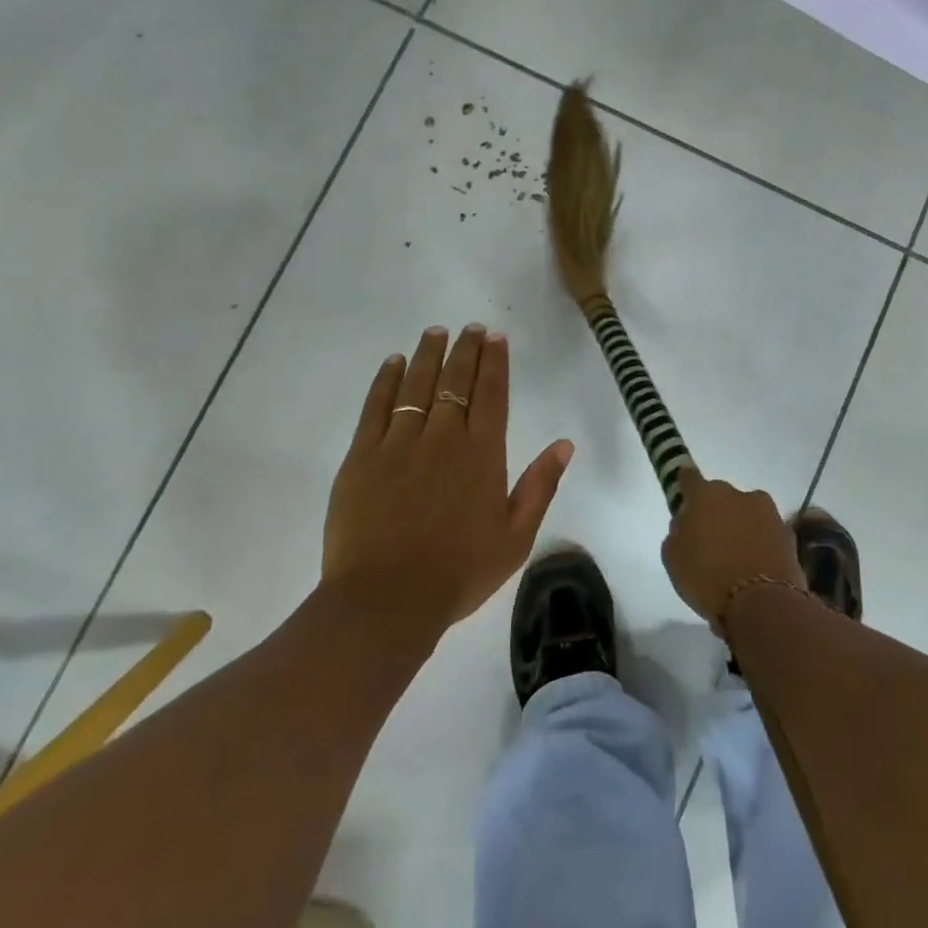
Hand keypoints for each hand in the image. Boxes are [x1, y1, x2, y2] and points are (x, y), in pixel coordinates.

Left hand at [322, 324, 572, 629]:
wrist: (387, 600)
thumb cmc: (459, 571)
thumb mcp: (516, 537)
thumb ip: (540, 486)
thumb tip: (564, 444)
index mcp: (482, 454)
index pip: (492, 394)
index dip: (495, 362)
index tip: (495, 337)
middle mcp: (444, 437)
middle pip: (456, 381)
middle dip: (465, 349)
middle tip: (470, 328)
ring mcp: (400, 443)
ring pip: (417, 385)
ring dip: (429, 355)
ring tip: (436, 332)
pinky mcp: (363, 456)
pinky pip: (376, 407)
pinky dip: (387, 381)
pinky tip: (394, 363)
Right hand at [661, 471, 803, 623]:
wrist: (763, 606)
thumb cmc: (707, 579)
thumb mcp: (674, 558)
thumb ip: (678, 532)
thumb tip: (687, 523)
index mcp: (706, 495)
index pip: (689, 478)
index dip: (683, 486)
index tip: (682, 498)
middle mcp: (739, 495)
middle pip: (721, 498)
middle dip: (715, 513)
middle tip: (708, 541)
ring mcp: (769, 513)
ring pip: (747, 515)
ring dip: (740, 528)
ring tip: (734, 559)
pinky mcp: (789, 535)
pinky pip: (766, 535)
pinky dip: (760, 545)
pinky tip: (754, 569)